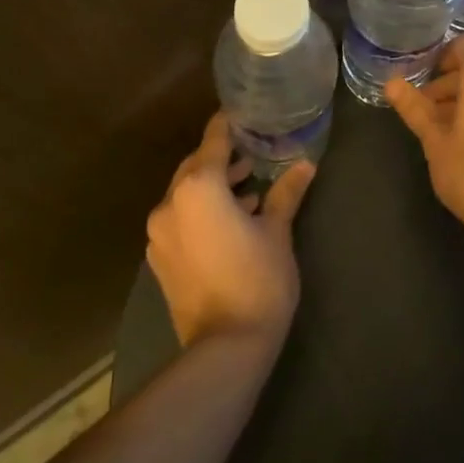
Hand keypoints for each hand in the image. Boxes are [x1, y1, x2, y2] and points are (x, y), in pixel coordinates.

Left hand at [146, 115, 315, 350]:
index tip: (246, 114)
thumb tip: (305, 164)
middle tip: (254, 157)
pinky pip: (179, 218)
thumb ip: (286, 193)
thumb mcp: (277, 231)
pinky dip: (200, 211)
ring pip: (186, 193)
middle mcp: (171, 203)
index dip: (230, 124)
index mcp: (199, 187)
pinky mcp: (159, 259)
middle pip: (196, 165)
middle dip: (223, 158)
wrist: (225, 348)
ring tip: (248, 192)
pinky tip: (229, 222)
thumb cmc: (258, 280)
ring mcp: (159, 233)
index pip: (214, 139)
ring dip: (213, 186)